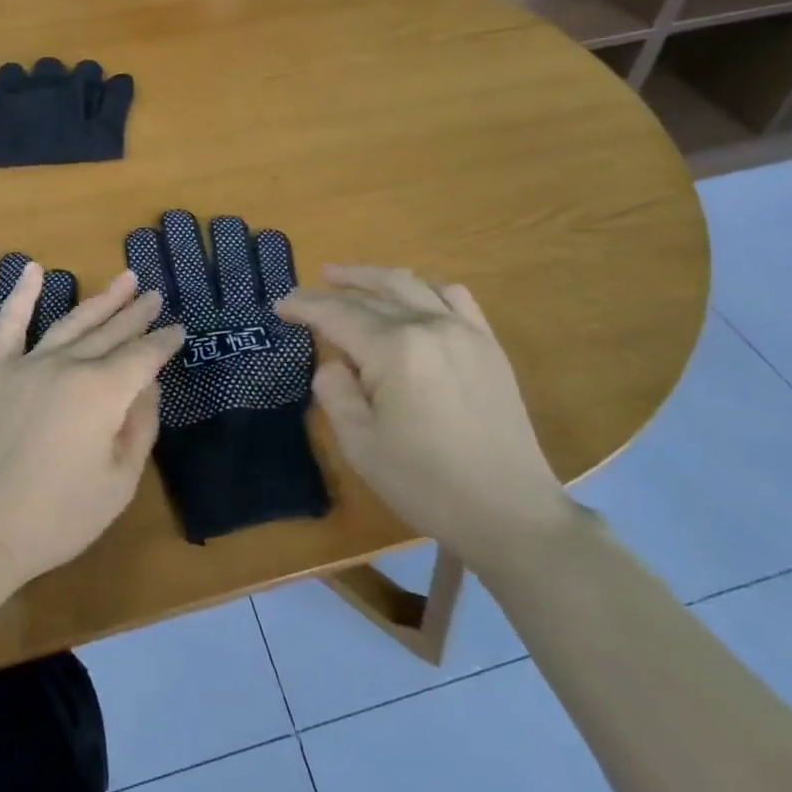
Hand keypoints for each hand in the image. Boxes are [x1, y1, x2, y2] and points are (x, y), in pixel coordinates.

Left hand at [0, 266, 183, 587]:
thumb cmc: (58, 516)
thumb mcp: (119, 483)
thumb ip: (139, 428)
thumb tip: (148, 387)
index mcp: (103, 392)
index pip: (143, 357)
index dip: (163, 343)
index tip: (178, 329)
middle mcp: (69, 365)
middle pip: (111, 333)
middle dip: (136, 314)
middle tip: (154, 295)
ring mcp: (28, 364)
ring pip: (72, 322)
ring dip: (101, 300)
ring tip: (124, 279)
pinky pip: (9, 324)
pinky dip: (21, 295)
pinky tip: (32, 269)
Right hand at [276, 266, 574, 575]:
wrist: (511, 512)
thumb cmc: (427, 484)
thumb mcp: (361, 445)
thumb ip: (335, 392)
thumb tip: (334, 363)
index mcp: (394, 349)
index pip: (337, 315)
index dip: (304, 306)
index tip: (280, 305)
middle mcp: (429, 325)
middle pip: (371, 295)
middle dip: (332, 291)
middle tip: (305, 293)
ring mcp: (464, 330)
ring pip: (410, 284)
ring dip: (373, 278)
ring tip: (347, 278)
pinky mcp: (487, 344)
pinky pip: (453, 296)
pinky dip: (423, 287)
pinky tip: (411, 296)